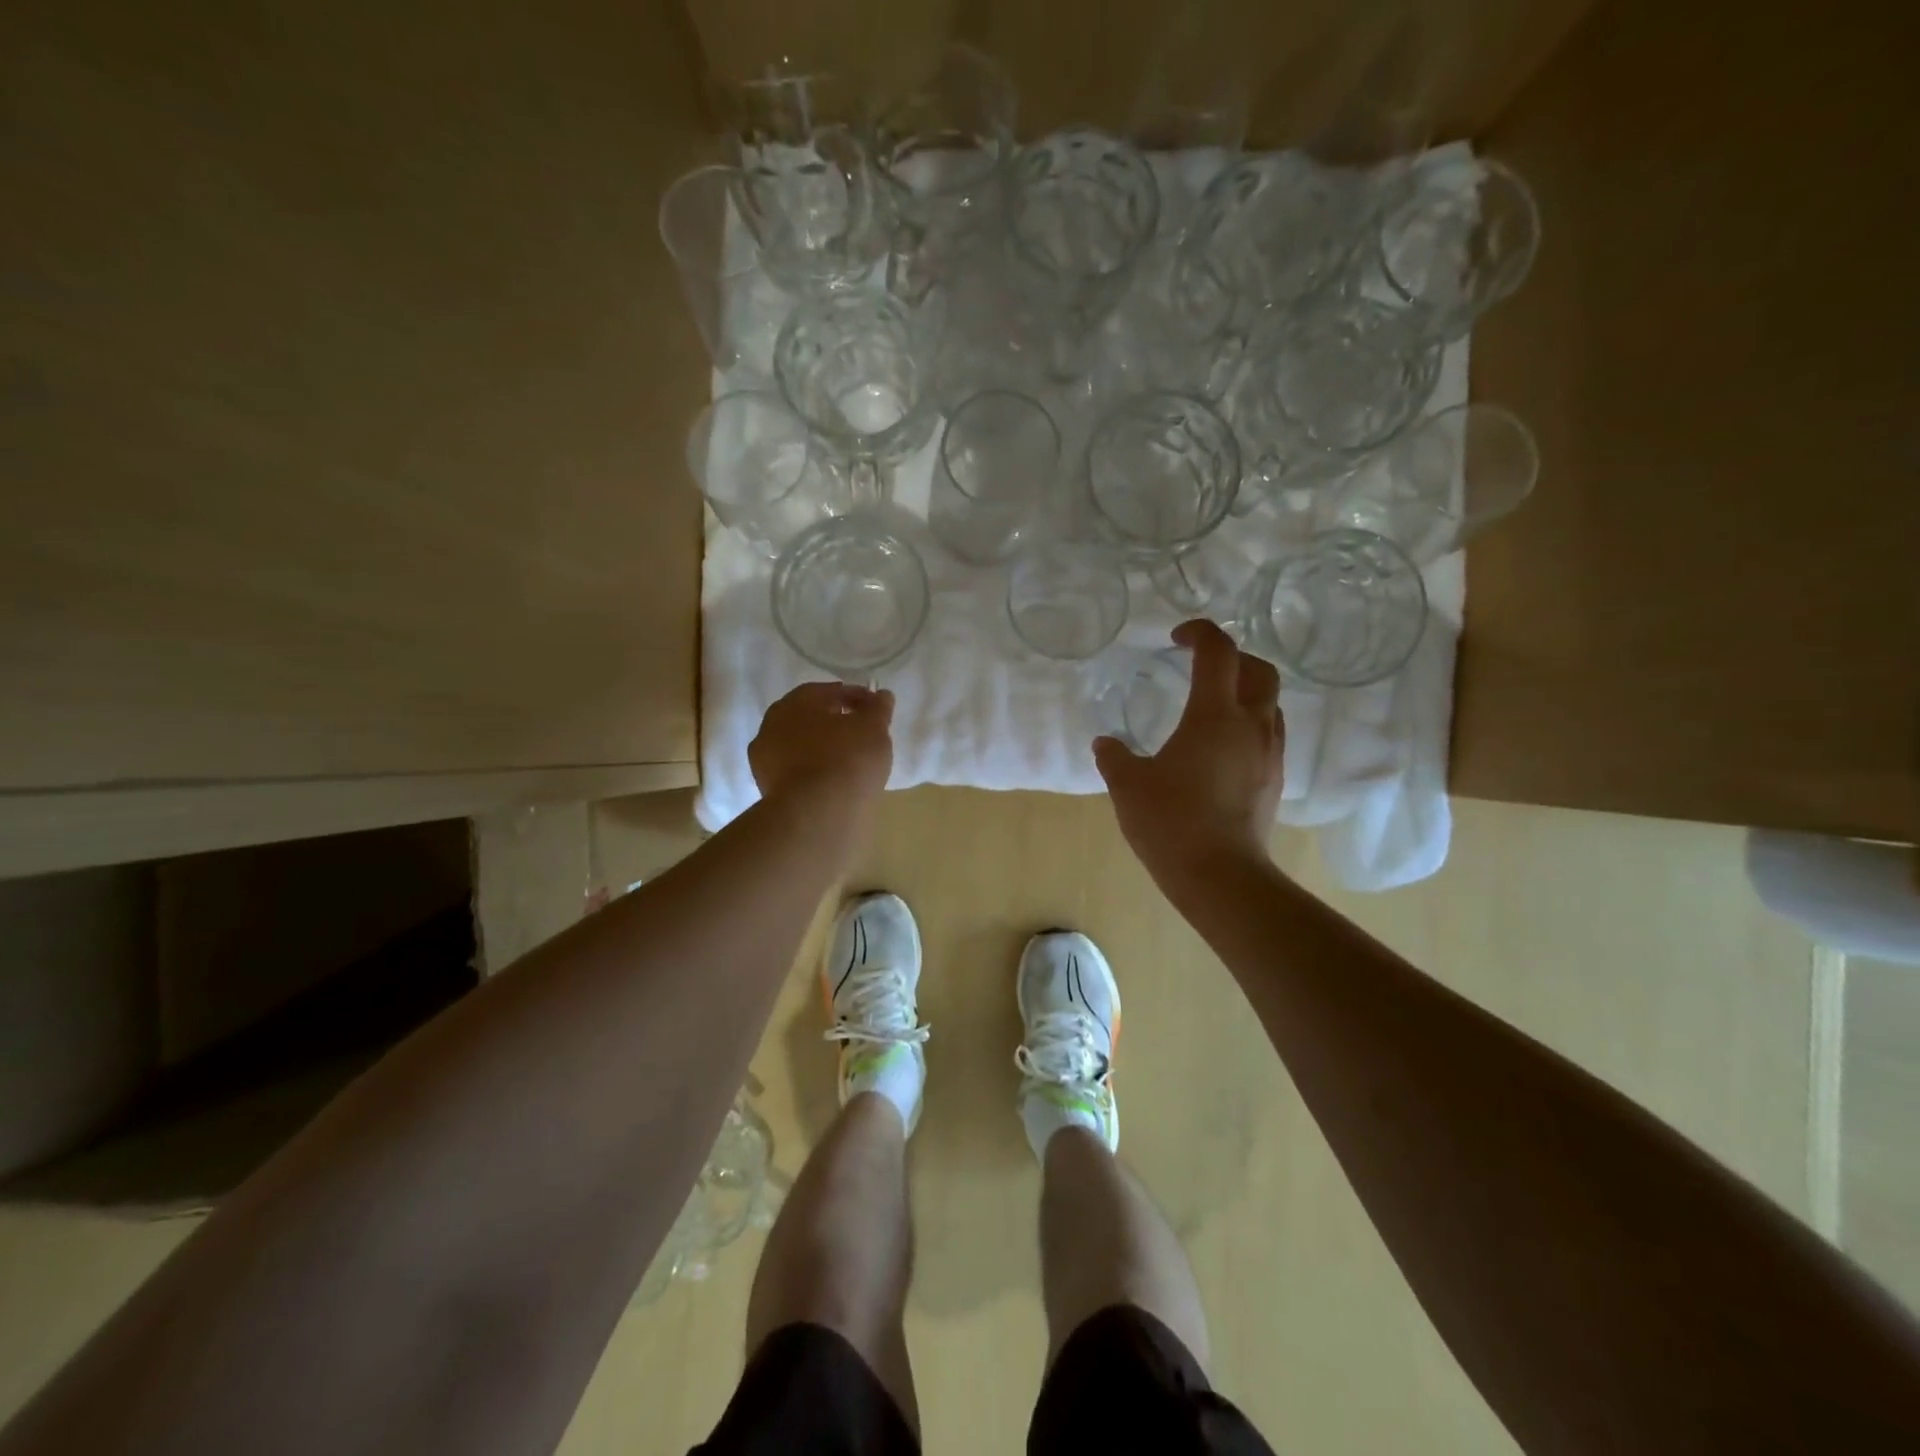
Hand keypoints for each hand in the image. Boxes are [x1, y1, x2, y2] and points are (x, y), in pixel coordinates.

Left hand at [750, 681, 894, 814]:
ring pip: (800, 747)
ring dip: (822, 748)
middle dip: (834, 722)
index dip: (852, 696)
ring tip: (850, 760)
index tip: (873, 708)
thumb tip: (881, 695)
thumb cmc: (847, 759)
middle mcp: (771, 727)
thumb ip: (878, 708)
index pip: (825, 691)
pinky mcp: (769, 791)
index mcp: (793, 703)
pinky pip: (798, 773)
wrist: (818, 814)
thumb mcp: (874, 727)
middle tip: (860, 731)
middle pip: (808, 718)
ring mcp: (765, 762)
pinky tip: (834, 782)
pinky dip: (815, 772)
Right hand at [1093, 620, 1282, 888]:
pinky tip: (1222, 747)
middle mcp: (1251, 726)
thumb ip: (1115, 757)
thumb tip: (1106, 743)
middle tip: (1203, 667)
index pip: (1218, 652)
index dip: (1199, 633)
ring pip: (1271, 703)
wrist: (1220, 876)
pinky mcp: (1274, 780)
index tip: (1177, 638)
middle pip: (1260, 670)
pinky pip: (1269, 734)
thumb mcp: (1128, 785)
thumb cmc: (1170, 822)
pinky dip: (1250, 723)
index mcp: (1214, 715)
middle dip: (1233, 658)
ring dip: (1247, 691)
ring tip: (1214, 705)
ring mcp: (1268, 754)